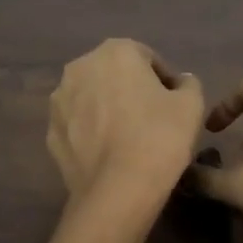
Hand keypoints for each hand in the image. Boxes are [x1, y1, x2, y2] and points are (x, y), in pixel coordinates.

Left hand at [48, 39, 204, 210]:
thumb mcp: (191, 105)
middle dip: (132, 91)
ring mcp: (59, 101)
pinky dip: (92, 133)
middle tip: (153, 120)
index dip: (164, 81)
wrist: (118, 190)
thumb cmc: (159, 137)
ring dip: (108, 110)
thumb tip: (179, 83)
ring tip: (129, 139)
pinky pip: (78, 126)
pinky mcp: (51, 133)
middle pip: (114, 75)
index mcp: (115, 51)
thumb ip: (188, 84)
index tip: (175, 106)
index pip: (147, 58)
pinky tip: (109, 154)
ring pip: (92, 99)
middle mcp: (80, 67)